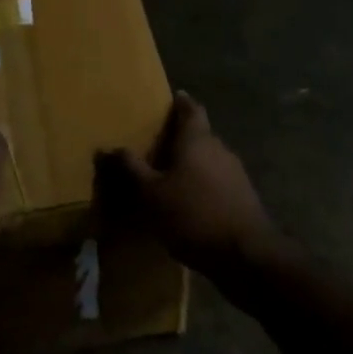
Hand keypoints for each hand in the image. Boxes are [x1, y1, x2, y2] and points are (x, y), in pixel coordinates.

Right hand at [103, 92, 277, 279]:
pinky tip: (190, 202)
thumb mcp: (152, 194)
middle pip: (200, 134)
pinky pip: (217, 181)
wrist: (246, 255)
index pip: (191, 109)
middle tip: (158, 142)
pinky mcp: (243, 197)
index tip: (172, 98)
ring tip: (170, 175)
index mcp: (198, 140)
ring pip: (209, 159)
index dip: (180, 102)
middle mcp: (220, 148)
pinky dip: (203, 184)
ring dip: (192, 163)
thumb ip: (131, 169)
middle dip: (181, 137)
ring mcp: (236, 173)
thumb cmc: (193, 214)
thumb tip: (106, 148)